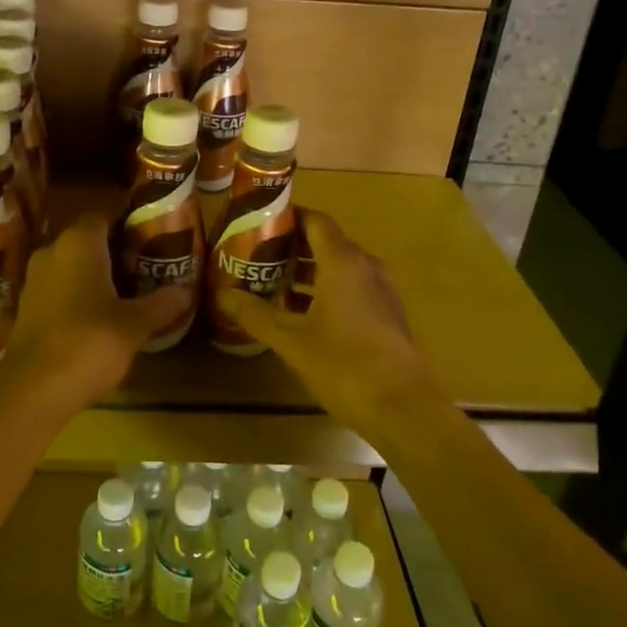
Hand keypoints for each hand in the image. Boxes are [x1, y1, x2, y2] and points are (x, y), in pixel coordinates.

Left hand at [0, 213, 191, 416]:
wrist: (32, 389)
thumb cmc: (88, 342)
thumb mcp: (134, 325)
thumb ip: (161, 303)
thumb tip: (186, 290)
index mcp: (79, 242)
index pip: (104, 215)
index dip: (127, 221)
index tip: (150, 234)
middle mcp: (52, 251)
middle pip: (87, 238)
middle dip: (114, 248)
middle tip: (145, 262)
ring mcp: (35, 279)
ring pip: (71, 263)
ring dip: (95, 272)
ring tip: (126, 288)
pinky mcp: (27, 306)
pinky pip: (59, 286)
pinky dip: (78, 292)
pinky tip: (98, 313)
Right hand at [216, 210, 448, 445]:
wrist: (404, 409)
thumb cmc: (345, 365)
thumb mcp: (292, 341)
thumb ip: (256, 315)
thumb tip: (222, 295)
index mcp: (343, 262)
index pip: (315, 220)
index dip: (288, 218)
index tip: (259, 224)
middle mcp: (365, 266)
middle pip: (327, 242)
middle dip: (292, 247)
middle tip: (257, 256)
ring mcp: (381, 290)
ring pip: (340, 267)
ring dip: (308, 271)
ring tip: (273, 284)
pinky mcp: (387, 313)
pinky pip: (352, 287)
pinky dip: (326, 290)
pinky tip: (302, 314)